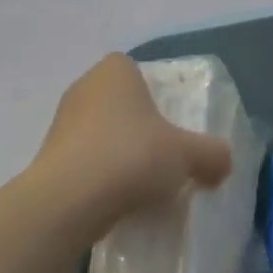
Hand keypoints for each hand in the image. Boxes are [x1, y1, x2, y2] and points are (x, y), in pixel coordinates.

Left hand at [31, 54, 233, 232]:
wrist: (69, 201)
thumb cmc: (131, 156)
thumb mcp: (187, 154)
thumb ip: (212, 154)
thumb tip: (223, 162)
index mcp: (115, 71)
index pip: (137, 71)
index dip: (157, 95)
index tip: (172, 124)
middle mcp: (84, 88)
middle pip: (120, 104)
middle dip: (139, 129)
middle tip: (164, 156)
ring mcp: (61, 123)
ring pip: (100, 134)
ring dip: (119, 154)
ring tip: (143, 185)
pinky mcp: (49, 158)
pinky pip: (84, 162)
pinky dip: (100, 177)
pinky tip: (117, 201)